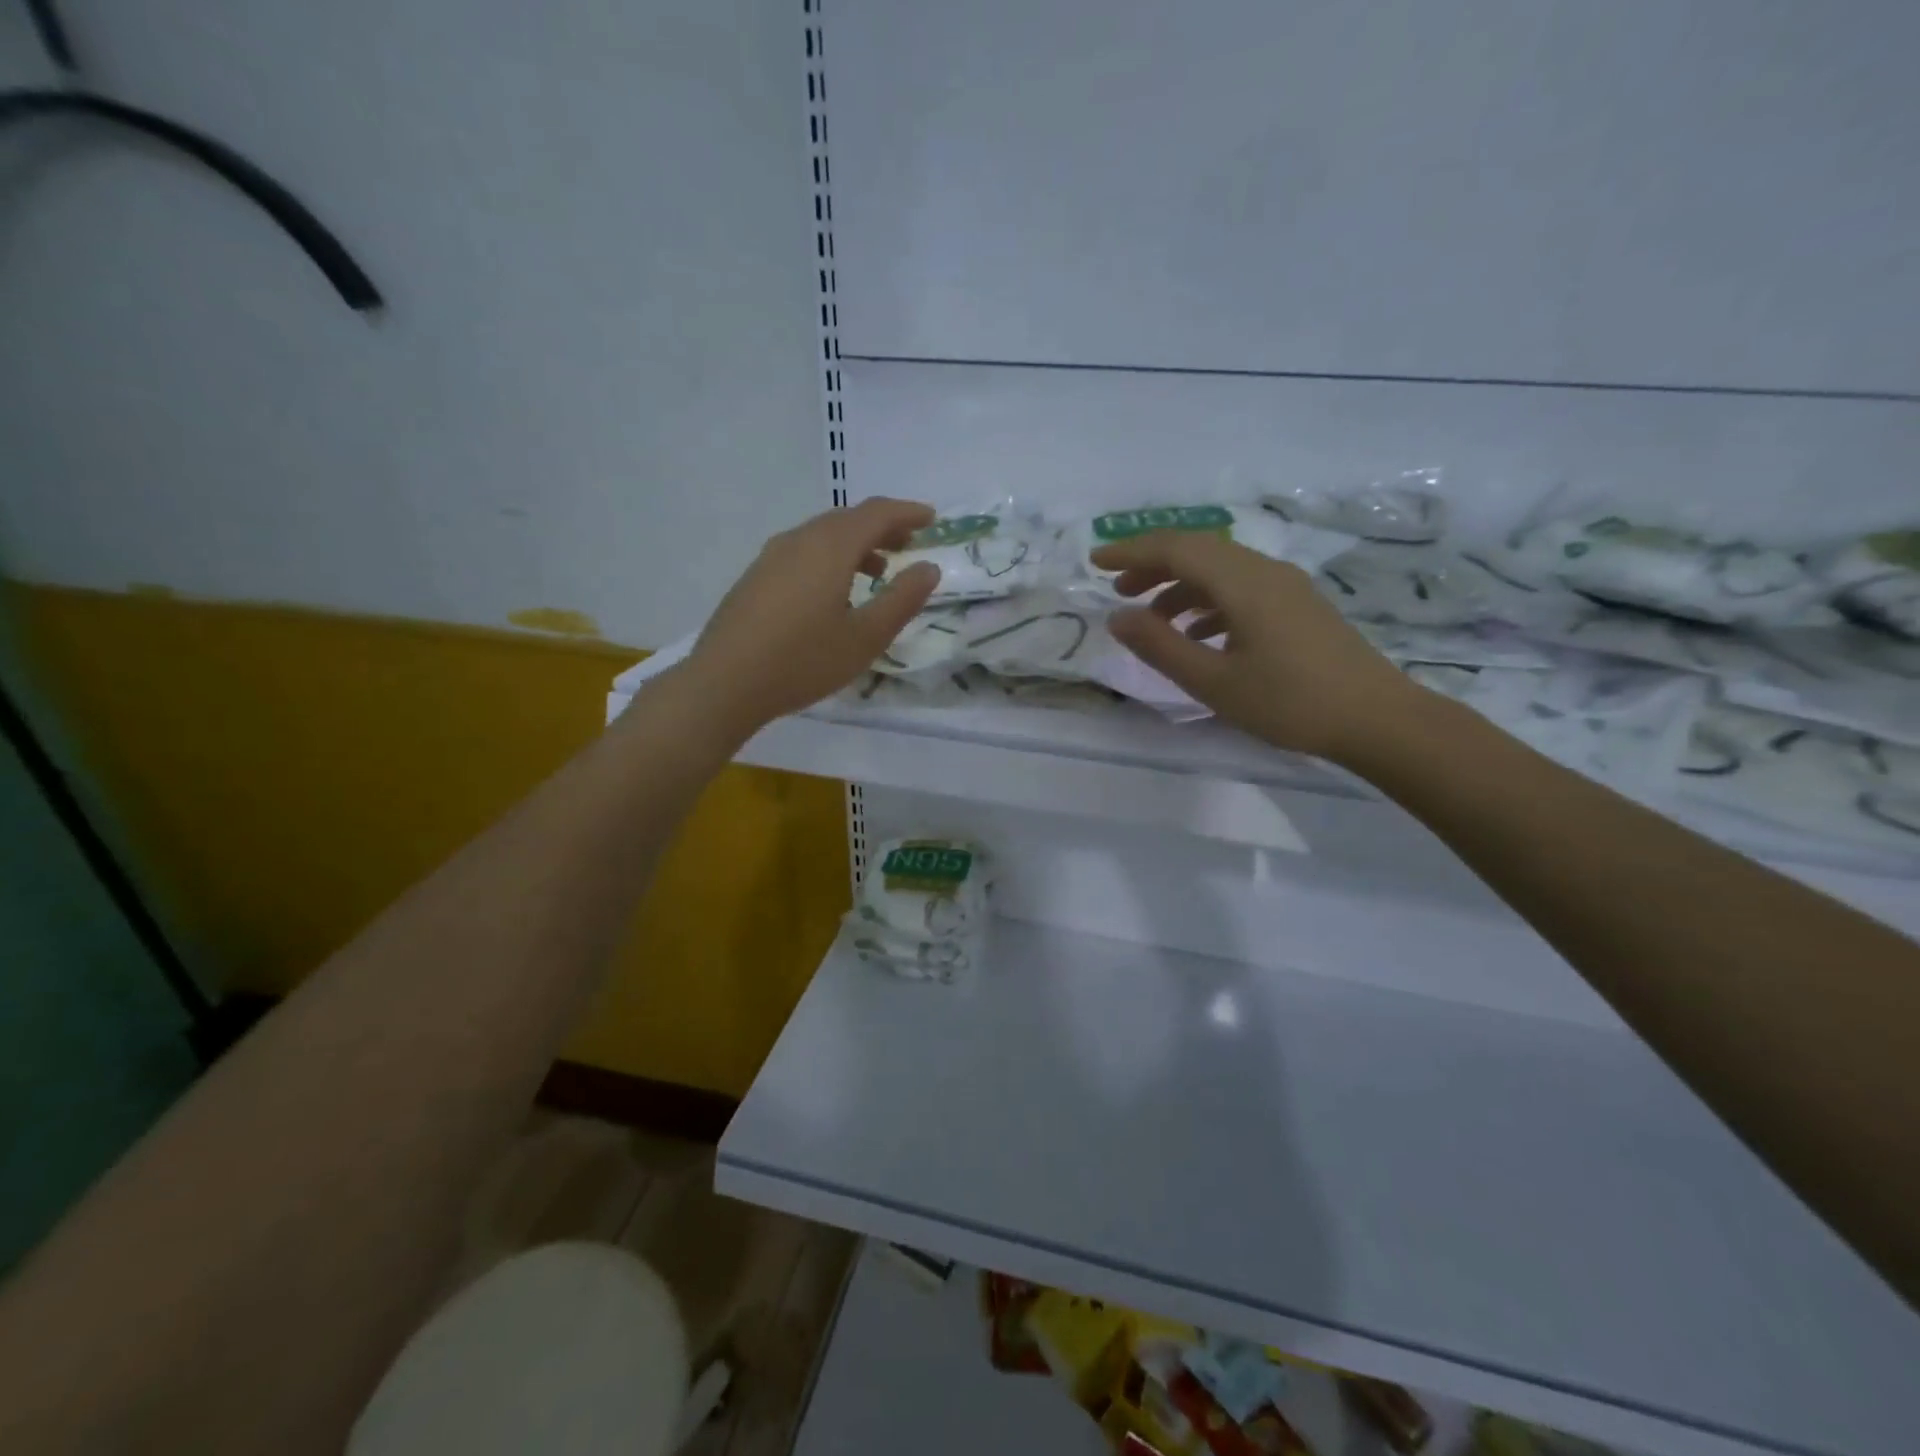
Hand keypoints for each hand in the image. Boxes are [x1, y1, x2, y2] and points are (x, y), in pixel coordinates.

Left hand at [679, 498, 940, 734]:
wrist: (724, 683)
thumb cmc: (804, 660)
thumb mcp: (866, 637)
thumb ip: (902, 599)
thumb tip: (927, 567)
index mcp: (830, 547)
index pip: (876, 513)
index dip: (907, 512)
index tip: (932, 519)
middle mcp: (799, 540)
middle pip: (848, 519)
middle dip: (882, 527)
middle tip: (908, 543)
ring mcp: (771, 556)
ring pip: (822, 535)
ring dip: (856, 544)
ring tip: (877, 572)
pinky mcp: (755, 577)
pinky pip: (803, 552)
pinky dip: (830, 558)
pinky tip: (833, 592)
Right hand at [1092, 530, 1419, 762]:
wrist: (1377, 719)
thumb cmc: (1290, 703)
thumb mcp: (1213, 681)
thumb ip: (1160, 646)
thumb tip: (1117, 617)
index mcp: (1243, 583)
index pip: (1176, 549)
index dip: (1131, 551)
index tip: (1095, 562)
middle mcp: (1265, 572)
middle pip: (1198, 551)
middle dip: (1153, 566)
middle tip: (1118, 590)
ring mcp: (1286, 587)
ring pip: (1221, 570)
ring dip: (1180, 586)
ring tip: (1152, 618)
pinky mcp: (1298, 606)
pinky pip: (1241, 589)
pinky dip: (1208, 602)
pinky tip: (1198, 633)